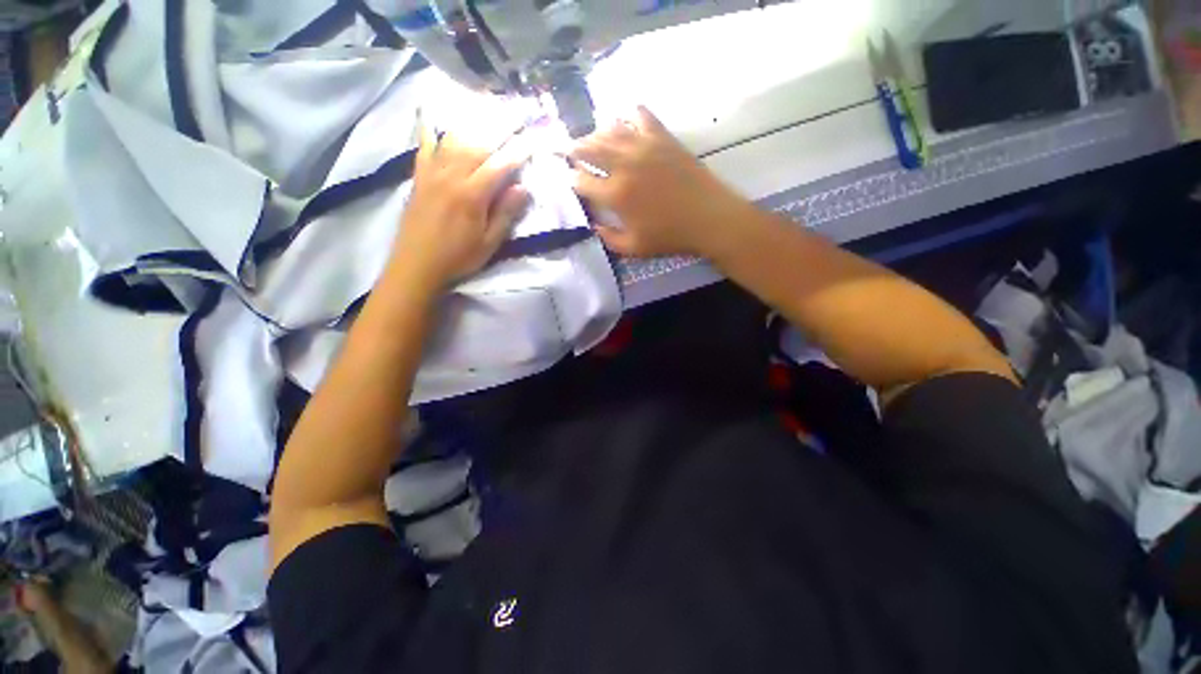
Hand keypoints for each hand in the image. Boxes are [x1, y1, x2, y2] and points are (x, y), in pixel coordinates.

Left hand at [390, 122, 532, 292]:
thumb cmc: (458, 258)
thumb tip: (523, 188)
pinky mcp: (419, 176)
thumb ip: (505, 214)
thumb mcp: (488, 243)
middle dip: (500, 127)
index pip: (500, 165)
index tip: (534, 137)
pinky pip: (425, 145)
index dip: (519, 151)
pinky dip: (430, 128)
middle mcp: (451, 176)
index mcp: (472, 195)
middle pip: (478, 144)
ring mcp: (431, 173)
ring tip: (488, 111)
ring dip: (474, 123)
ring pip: (454, 139)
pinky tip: (431, 112)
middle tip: (517, 114)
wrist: (416, 265)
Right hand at [570, 107, 749, 257]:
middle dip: (574, 148)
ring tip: (591, 138)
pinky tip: (626, 119)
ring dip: (596, 133)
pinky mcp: (663, 138)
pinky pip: (642, 117)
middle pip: (590, 148)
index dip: (572, 179)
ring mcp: (644, 147)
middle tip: (567, 149)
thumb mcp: (635, 248)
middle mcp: (624, 165)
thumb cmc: (670, 236)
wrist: (708, 217)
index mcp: (616, 195)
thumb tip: (594, 225)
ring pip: (611, 130)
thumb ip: (609, 239)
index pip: (583, 181)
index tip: (570, 179)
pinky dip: (630, 115)